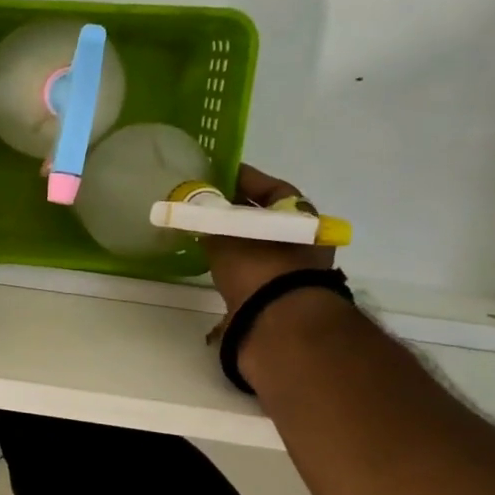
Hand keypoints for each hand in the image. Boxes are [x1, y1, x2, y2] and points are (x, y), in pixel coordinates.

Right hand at [202, 163, 335, 317]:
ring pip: (258, 243)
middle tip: (207, 202)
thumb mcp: (226, 235)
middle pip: (265, 216)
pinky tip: (213, 261)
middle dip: (237, 209)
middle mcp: (302, 241)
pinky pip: (253, 268)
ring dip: (235, 237)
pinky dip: (235, 262)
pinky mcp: (277, 294)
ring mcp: (292, 269)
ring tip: (205, 232)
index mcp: (300, 218)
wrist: (277, 322)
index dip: (244, 178)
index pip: (273, 188)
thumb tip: (192, 210)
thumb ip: (208, 219)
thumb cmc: (258, 266)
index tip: (219, 172)